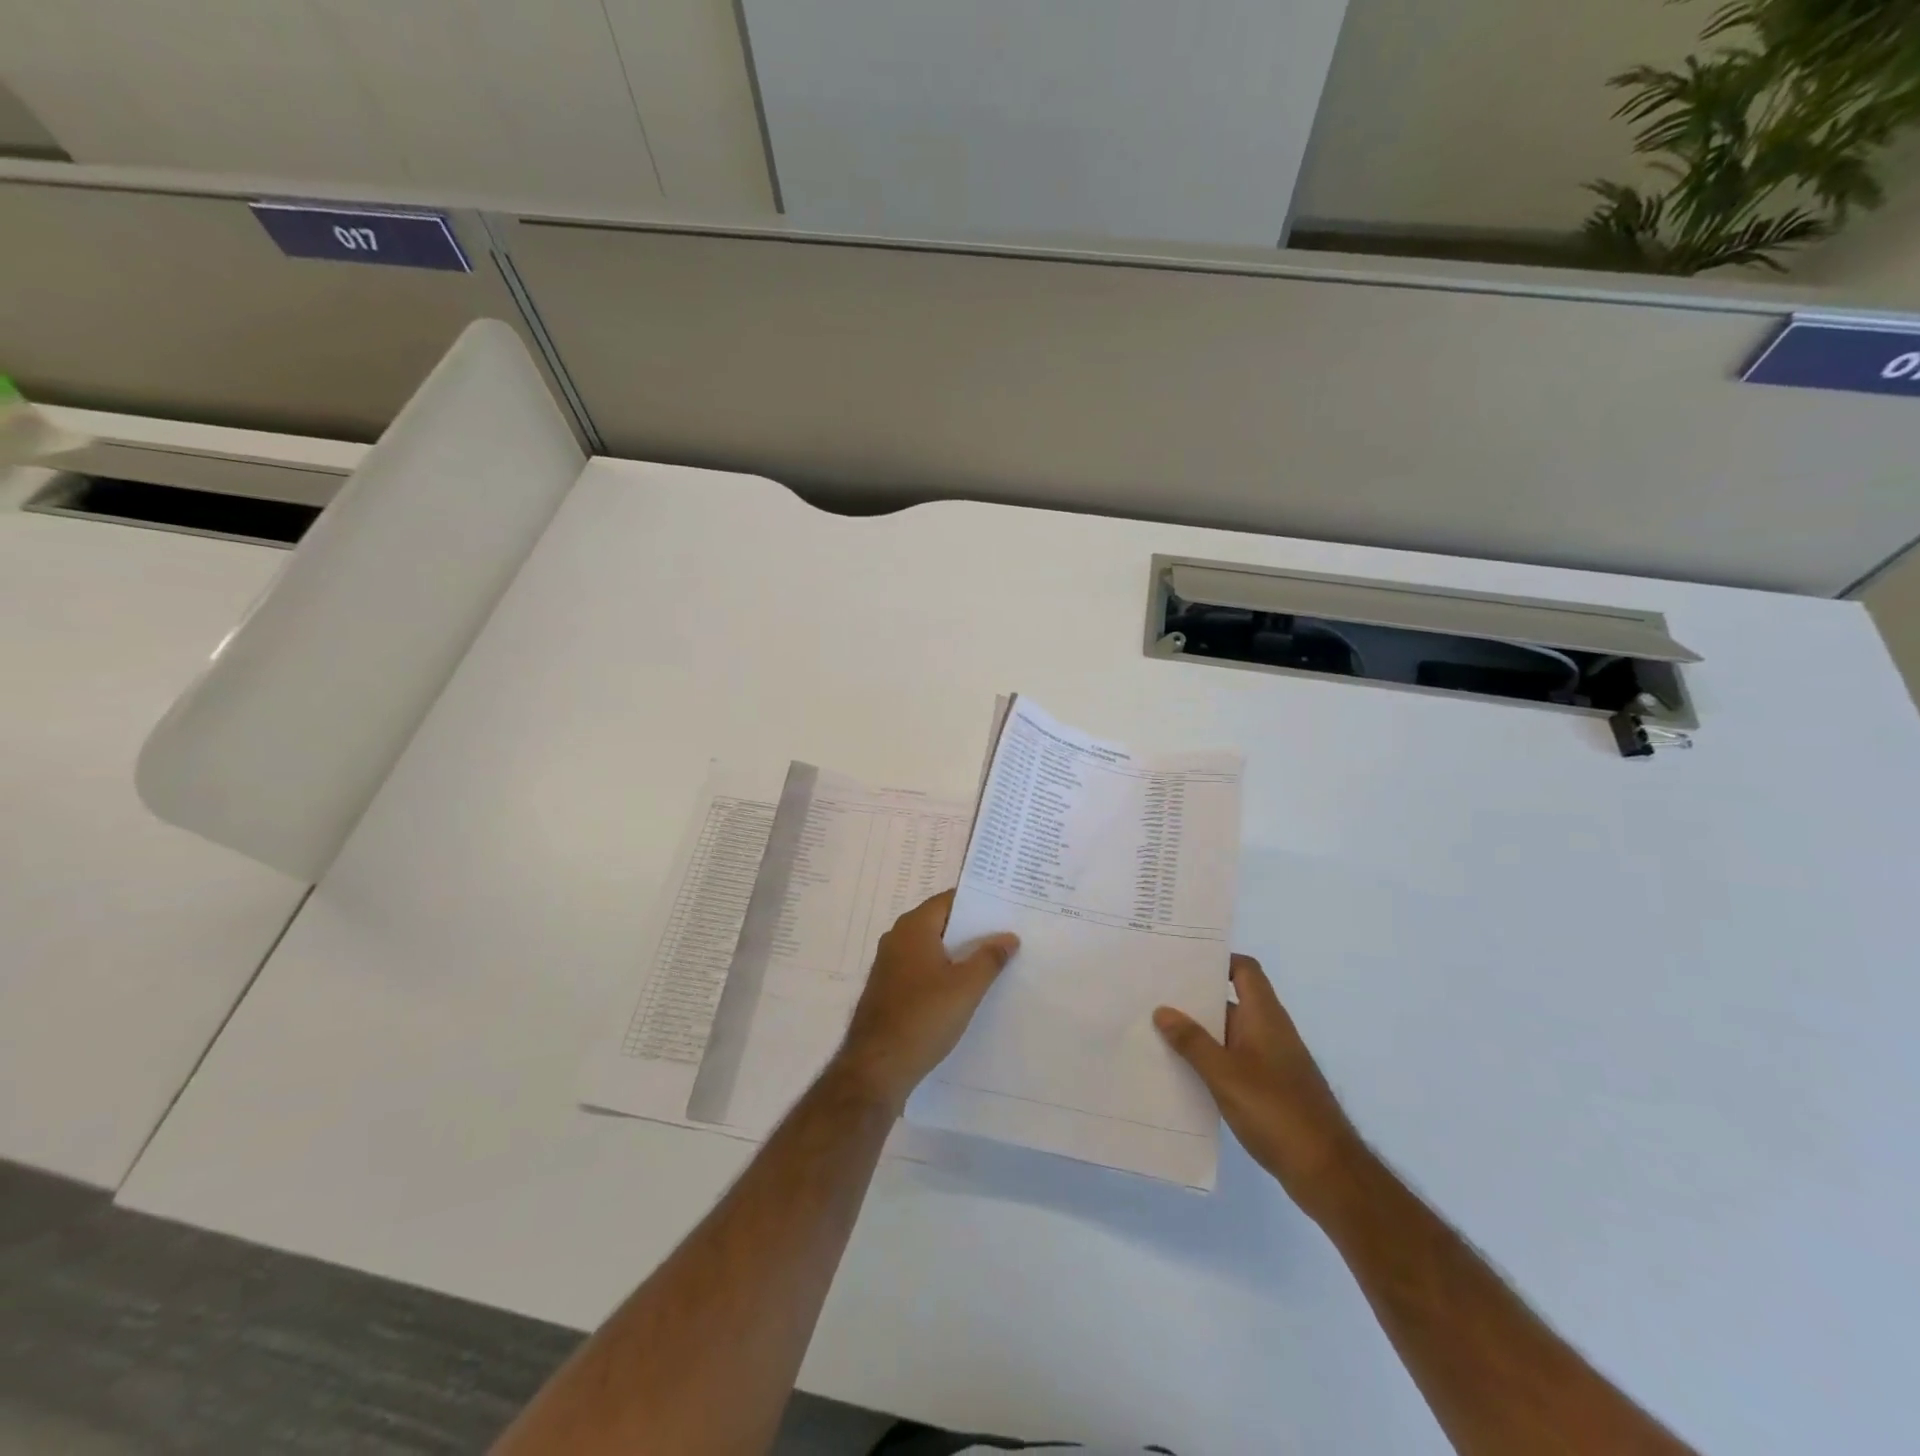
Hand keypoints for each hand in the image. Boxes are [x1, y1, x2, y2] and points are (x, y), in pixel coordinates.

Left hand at [833, 890, 1018, 1113]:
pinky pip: (921, 968)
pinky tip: (964, 988)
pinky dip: (942, 970)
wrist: (877, 1067)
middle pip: (940, 922)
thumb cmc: (923, 1017)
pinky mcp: (888, 989)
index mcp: (913, 927)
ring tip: (992, 960)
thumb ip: (989, 958)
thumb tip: (1008, 937)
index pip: (949, 900)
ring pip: (931, 947)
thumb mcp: (966, 987)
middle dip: (971, 928)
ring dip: (957, 952)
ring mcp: (889, 964)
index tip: (1005, 907)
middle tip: (1006, 933)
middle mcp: (897, 938)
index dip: (977, 902)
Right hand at [1155, 955, 1363, 1218]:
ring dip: (1198, 1034)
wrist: (1326, 1172)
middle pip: (1230, 1001)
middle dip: (1195, 999)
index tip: (1181, 961)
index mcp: (1265, 1016)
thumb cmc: (1276, 1111)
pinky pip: (1233, 1062)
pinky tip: (1181, 1072)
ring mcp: (1271, 1061)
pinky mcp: (1269, 1089)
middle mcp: (1269, 1031)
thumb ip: (1192, 1042)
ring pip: (1228, 1035)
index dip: (1217, 960)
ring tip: (1156, 1032)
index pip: (1244, 970)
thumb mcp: (1225, 1074)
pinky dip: (1210, 1061)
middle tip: (1154, 994)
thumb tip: (1163, 1010)